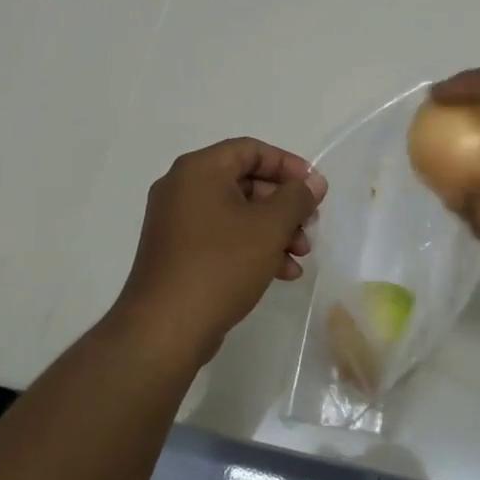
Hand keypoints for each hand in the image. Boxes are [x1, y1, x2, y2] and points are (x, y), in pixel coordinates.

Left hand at [112, 138, 327, 365]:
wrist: (165, 329)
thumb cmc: (220, 265)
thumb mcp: (269, 227)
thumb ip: (297, 198)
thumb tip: (313, 182)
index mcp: (199, 170)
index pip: (251, 150)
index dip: (288, 165)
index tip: (314, 188)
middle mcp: (182, 188)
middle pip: (245, 182)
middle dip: (284, 205)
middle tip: (310, 226)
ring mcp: (177, 222)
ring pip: (237, 213)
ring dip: (273, 230)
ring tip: (301, 255)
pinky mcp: (178, 253)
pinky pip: (222, 237)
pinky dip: (252, 247)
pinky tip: (281, 273)